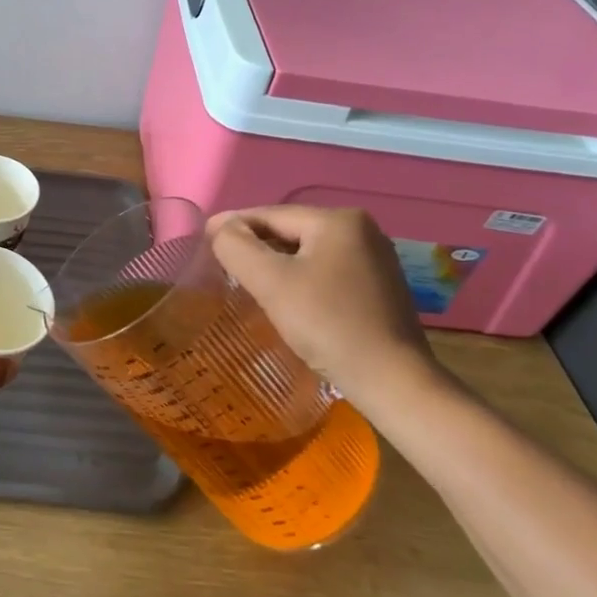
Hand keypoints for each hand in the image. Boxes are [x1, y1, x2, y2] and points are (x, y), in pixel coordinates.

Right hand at [208, 205, 449, 414]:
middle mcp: (362, 230)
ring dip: (277, 263)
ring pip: (308, 252)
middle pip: (291, 231)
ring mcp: (375, 259)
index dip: (233, 225)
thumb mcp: (271, 282)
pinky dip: (301, 278)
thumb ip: (237, 247)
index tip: (204, 238)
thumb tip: (222, 228)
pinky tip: (287, 298)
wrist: (393, 382)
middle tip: (222, 263)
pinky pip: (327, 271)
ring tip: (248, 281)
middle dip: (256, 245)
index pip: (271, 215)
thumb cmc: (328, 324)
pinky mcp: (380, 287)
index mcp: (338, 220)